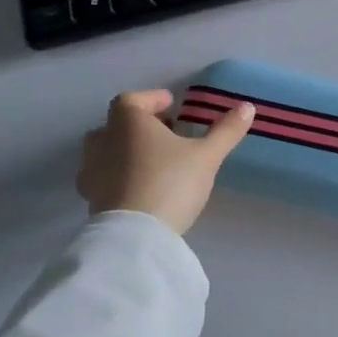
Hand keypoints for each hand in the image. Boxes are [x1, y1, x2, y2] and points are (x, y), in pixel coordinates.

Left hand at [77, 89, 254, 234]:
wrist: (134, 237)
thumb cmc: (170, 182)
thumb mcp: (207, 156)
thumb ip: (226, 131)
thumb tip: (247, 107)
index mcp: (128, 123)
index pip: (132, 99)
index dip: (151, 99)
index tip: (171, 105)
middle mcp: (103, 141)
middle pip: (116, 124)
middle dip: (139, 126)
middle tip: (166, 134)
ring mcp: (92, 172)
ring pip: (106, 151)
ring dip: (126, 151)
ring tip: (154, 162)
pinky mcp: (90, 200)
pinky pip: (103, 178)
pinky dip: (119, 176)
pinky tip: (140, 188)